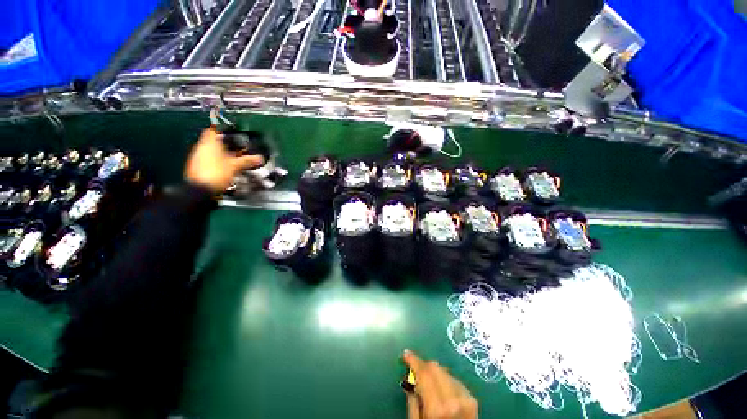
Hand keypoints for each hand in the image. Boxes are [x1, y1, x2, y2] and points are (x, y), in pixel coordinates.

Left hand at [185, 127, 264, 192]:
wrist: (201, 190)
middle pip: (213, 141)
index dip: (223, 130)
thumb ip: (247, 161)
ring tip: (234, 158)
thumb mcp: (235, 166)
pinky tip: (226, 167)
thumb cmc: (217, 174)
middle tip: (238, 148)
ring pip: (211, 151)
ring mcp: (197, 157)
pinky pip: (208, 159)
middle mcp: (201, 148)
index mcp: (209, 144)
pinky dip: (217, 161)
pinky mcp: (197, 167)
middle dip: (226, 144)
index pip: (213, 130)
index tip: (232, 133)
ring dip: (222, 153)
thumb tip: (260, 158)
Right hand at [403, 350, 477, 418]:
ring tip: (429, 384)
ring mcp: (465, 399)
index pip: (424, 372)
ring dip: (435, 373)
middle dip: (423, 365)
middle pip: (435, 367)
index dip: (413, 360)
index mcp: (437, 409)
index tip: (406, 354)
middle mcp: (453, 400)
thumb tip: (410, 376)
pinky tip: (442, 390)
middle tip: (416, 370)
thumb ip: (413, 400)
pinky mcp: (472, 400)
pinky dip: (445, 380)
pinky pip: (454, 379)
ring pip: (444, 371)